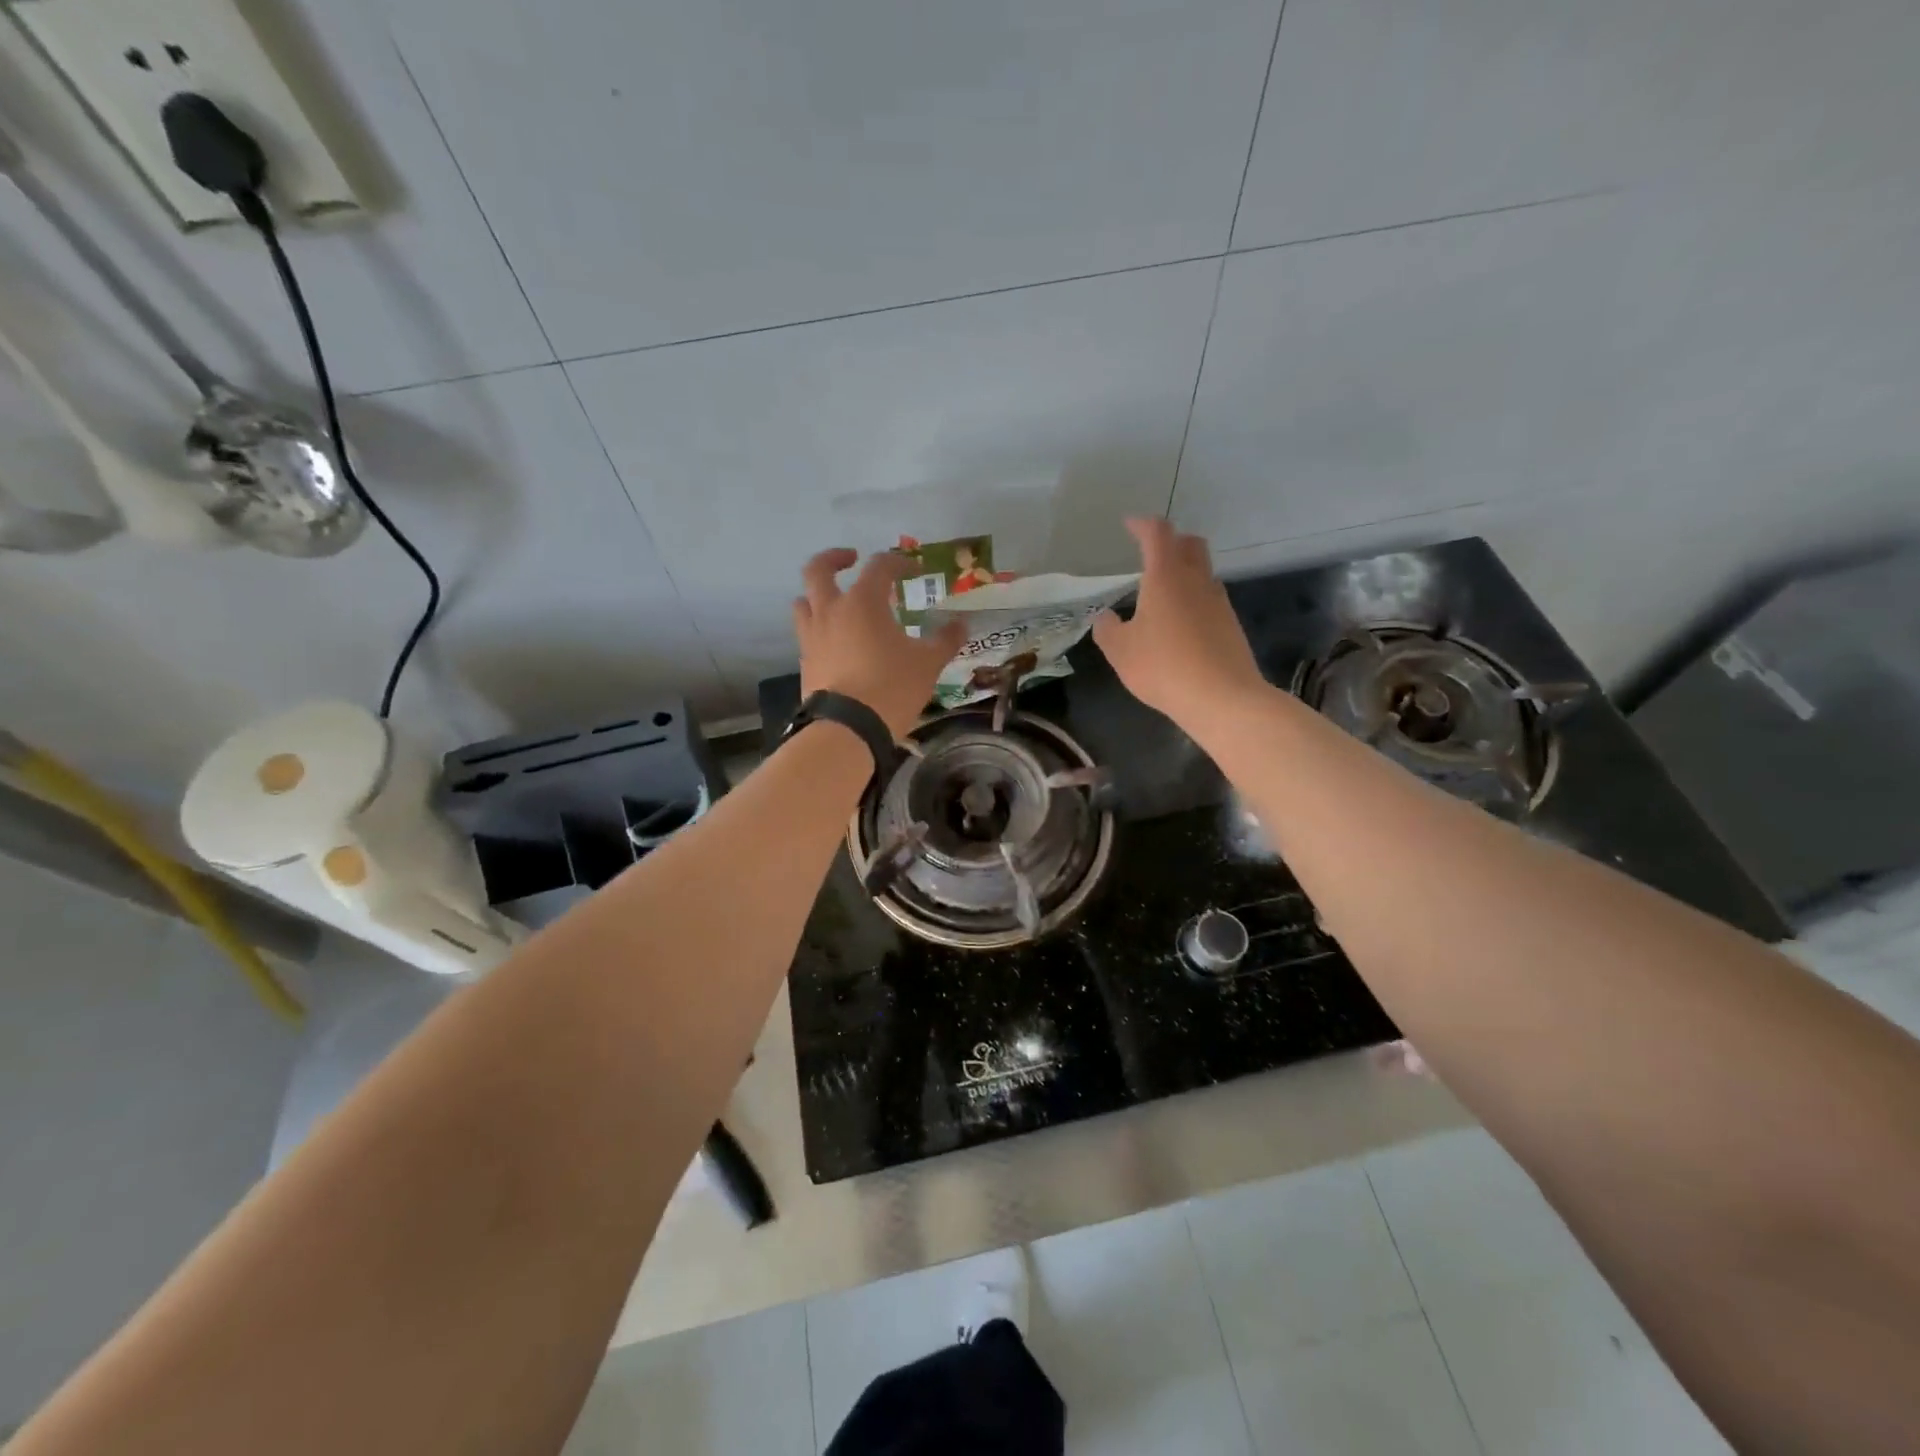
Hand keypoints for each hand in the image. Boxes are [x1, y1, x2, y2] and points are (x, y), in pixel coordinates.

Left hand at [794, 548, 965, 738]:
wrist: (847, 729)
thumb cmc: (892, 687)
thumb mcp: (928, 664)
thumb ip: (944, 640)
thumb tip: (961, 625)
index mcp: (863, 602)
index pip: (879, 566)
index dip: (899, 563)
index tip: (914, 571)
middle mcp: (831, 611)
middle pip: (818, 570)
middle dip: (834, 558)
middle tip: (851, 559)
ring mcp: (812, 637)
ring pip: (804, 602)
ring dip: (818, 595)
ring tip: (836, 603)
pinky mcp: (805, 662)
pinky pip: (807, 634)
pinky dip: (820, 629)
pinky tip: (837, 643)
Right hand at [1092, 518, 1265, 721]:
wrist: (1222, 698)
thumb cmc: (1163, 667)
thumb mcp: (1120, 651)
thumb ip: (1107, 629)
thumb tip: (1103, 617)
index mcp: (1166, 577)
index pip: (1157, 534)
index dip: (1142, 525)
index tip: (1129, 524)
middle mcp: (1196, 581)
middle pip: (1190, 544)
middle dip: (1171, 542)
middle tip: (1151, 553)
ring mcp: (1218, 602)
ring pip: (1202, 573)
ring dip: (1184, 573)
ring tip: (1162, 594)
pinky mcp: (1231, 625)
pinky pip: (1209, 600)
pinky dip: (1193, 600)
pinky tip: (1180, 625)